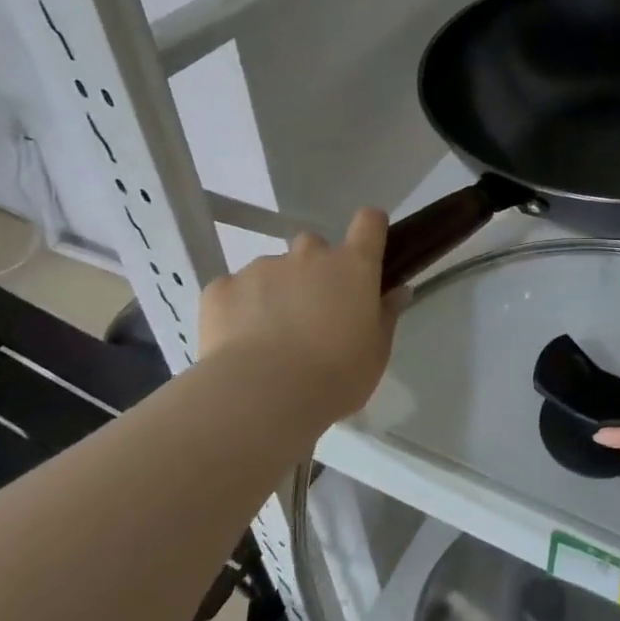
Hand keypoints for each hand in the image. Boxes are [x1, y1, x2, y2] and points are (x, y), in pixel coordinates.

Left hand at [195, 208, 405, 432]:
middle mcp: (308, 255)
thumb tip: (397, 291)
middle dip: (314, 271)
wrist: (263, 397)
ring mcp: (262, 267)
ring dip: (275, 292)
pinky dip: (237, 308)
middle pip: (314, 246)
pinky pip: (233, 290)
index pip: (369, 223)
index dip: (369, 229)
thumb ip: (385, 315)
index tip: (367, 248)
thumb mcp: (376, 353)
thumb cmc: (335, 376)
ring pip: (272, 270)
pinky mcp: (222, 288)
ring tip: (270, 338)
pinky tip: (238, 343)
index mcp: (353, 267)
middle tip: (312, 312)